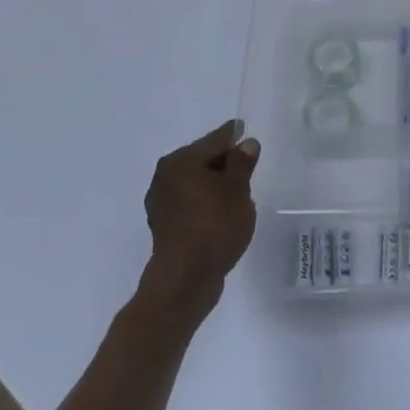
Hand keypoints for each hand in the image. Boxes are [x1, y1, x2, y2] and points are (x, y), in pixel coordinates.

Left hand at [141, 121, 258, 312]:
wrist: (185, 280)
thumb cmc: (214, 225)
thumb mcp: (237, 189)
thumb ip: (242, 163)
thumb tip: (246, 143)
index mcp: (181, 160)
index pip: (215, 139)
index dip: (234, 135)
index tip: (244, 129)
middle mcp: (165, 176)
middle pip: (202, 159)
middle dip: (224, 161)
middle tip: (246, 163)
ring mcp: (162, 203)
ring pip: (196, 183)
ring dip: (215, 184)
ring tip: (238, 190)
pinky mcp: (165, 226)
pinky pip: (191, 204)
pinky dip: (206, 203)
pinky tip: (221, 212)